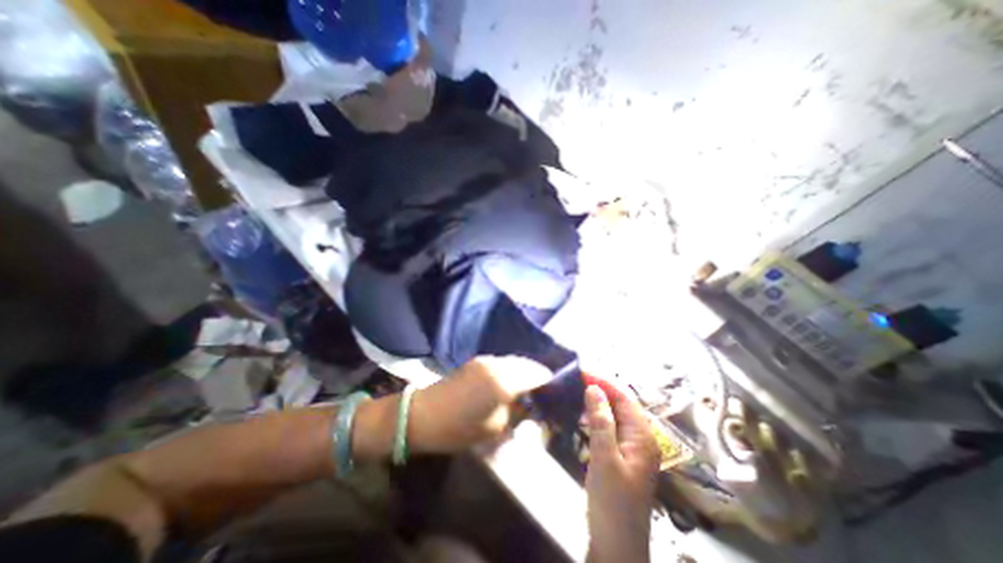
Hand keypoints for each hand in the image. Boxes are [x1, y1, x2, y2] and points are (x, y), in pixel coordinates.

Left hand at [407, 359, 550, 455]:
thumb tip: (528, 404)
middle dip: (537, 375)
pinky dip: (511, 369)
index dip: (549, 382)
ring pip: (514, 361)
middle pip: (526, 363)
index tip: (555, 392)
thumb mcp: (496, 427)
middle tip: (543, 391)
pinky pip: (502, 362)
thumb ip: (517, 412)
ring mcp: (486, 360)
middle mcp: (498, 363)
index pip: (537, 374)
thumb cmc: (460, 428)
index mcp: (504, 380)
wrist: (423, 414)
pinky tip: (509, 382)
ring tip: (528, 387)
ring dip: (523, 371)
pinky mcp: (477, 361)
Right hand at [586, 386, 663, 562]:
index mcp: (643, 436)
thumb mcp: (604, 458)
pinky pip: (611, 428)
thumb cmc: (612, 501)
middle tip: (577, 379)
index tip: (583, 371)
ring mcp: (632, 449)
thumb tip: (594, 388)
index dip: (604, 382)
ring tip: (578, 391)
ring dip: (599, 402)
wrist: (616, 545)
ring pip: (615, 416)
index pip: (624, 398)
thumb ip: (601, 421)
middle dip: (601, 389)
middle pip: (621, 405)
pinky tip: (584, 416)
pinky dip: (598, 417)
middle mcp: (641, 439)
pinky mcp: (622, 457)